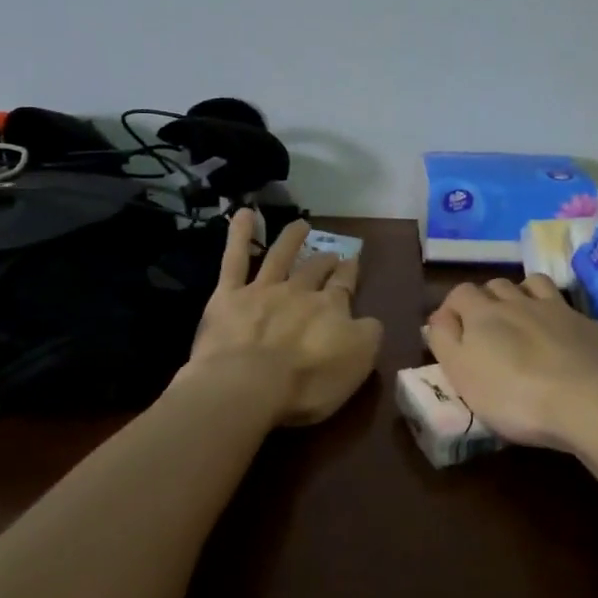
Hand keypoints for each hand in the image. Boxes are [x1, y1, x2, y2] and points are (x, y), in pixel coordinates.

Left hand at [184, 211, 382, 427]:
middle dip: (325, 261)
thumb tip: (368, 319)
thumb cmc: (309, 380)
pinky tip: (243, 214)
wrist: (249, 383)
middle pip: (315, 270)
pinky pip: (235, 259)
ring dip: (291, 238)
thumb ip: (368, 334)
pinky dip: (240, 235)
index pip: (344, 285)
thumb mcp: (359, 361)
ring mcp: (263, 290)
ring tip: (300, 224)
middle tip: (331, 254)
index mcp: (332, 308)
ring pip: (280, 256)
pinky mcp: (228, 296)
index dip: (349, 272)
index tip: (352, 261)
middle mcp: (300, 292)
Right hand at [426, 276, 597, 450]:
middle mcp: (518, 301)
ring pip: (533, 284)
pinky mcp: (587, 324)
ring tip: (523, 318)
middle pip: (496, 285)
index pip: (460, 293)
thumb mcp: (462, 375)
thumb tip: (439, 318)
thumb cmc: (514, 395)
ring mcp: (557, 309)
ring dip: (522, 294)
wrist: (588, 400)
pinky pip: (566, 307)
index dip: (453, 307)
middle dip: (487, 300)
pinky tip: (560, 337)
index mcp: (483, 314)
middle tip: (488, 329)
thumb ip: (445, 341)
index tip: (452, 330)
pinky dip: (557, 315)